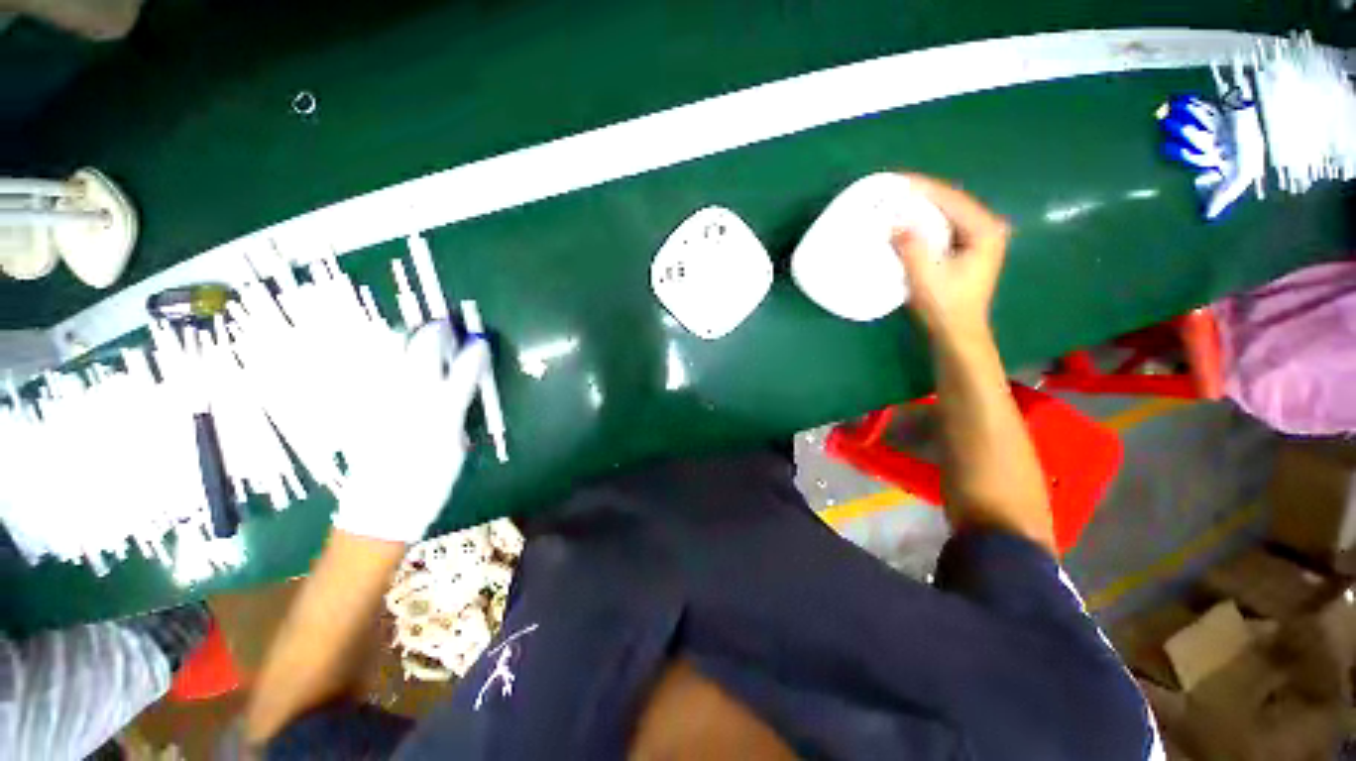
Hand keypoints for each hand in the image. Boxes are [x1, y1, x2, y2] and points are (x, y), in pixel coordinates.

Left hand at [332, 321, 488, 543]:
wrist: (380, 509)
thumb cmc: (428, 482)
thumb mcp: (457, 447)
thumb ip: (458, 412)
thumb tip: (461, 389)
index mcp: (441, 410)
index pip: (464, 370)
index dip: (475, 352)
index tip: (481, 342)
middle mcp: (410, 398)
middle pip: (423, 351)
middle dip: (437, 333)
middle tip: (445, 327)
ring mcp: (381, 400)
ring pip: (390, 354)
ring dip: (406, 337)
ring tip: (416, 336)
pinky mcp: (360, 407)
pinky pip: (370, 371)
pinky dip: (380, 356)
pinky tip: (385, 357)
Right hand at [890, 174, 1009, 341]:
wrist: (958, 332)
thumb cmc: (945, 305)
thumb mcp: (925, 275)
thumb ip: (911, 245)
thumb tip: (894, 221)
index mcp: (984, 230)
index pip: (951, 198)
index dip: (923, 187)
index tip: (897, 181)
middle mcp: (988, 228)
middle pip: (951, 201)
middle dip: (923, 194)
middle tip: (894, 189)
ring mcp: (980, 238)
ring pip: (948, 213)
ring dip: (924, 207)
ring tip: (898, 201)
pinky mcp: (969, 249)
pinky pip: (945, 225)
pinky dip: (926, 221)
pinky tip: (909, 221)